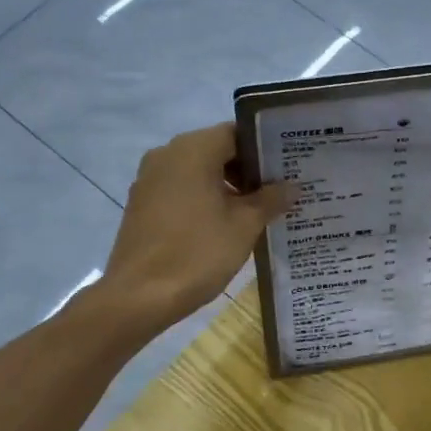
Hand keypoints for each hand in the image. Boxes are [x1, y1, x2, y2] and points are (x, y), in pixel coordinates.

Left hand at [95, 124, 291, 330]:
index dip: (264, 150)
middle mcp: (167, 154)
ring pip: (197, 171)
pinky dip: (203, 199)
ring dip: (226, 186)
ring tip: (256, 211)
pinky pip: (180, 189)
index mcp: (193, 150)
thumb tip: (291, 186)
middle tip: (278, 191)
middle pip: (216, 150)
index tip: (287, 168)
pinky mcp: (141, 203)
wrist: (139, 296)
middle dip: (247, 170)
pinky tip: (223, 225)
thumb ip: (270, 199)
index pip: (236, 133)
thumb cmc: (197, 253)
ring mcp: (149, 179)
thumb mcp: (244, 226)